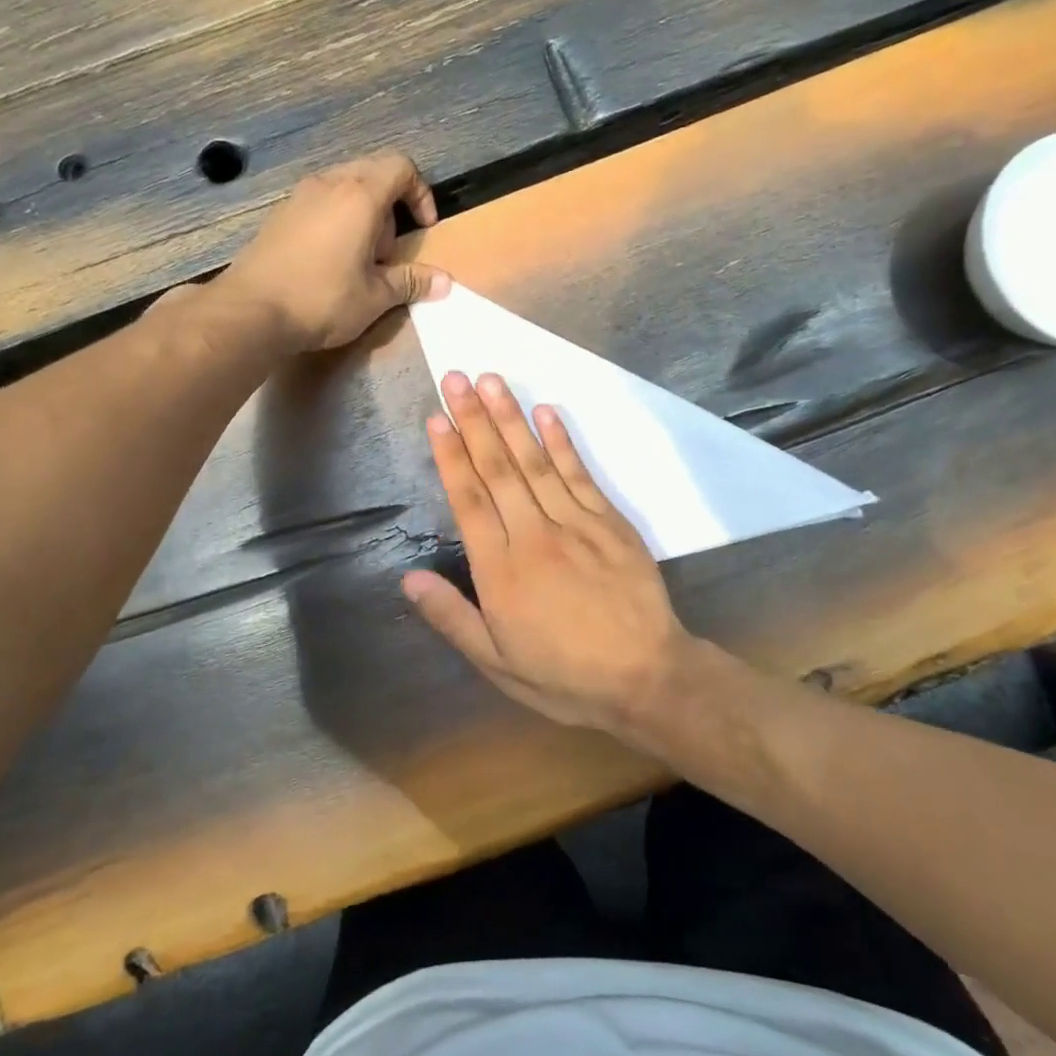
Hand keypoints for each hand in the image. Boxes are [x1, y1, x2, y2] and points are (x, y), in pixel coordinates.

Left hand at [223, 151, 449, 351]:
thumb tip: (445, 282)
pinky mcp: (279, 215)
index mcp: (360, 196)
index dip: (421, 193)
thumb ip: (411, 282)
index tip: (422, 229)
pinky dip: (336, 221)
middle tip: (387, 253)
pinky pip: (320, 203)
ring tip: (358, 260)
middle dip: (391, 207)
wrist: (251, 311)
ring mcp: (299, 196)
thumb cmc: (322, 300)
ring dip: (362, 215)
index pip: (401, 167)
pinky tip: (328, 262)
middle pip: (373, 173)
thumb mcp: (375, 297)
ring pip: (344, 187)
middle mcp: (329, 184)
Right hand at [402, 371, 701, 737]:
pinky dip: (562, 441)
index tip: (437, 417)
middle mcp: (534, 536)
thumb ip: (452, 618)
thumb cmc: (564, 676)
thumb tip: (408, 578)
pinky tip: (547, 412)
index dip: (451, 456)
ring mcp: (576, 524)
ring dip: (511, 418)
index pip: (469, 501)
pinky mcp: (610, 521)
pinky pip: (580, 474)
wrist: (646, 677)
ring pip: (536, 462)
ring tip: (491, 380)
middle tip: (456, 377)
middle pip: (498, 469)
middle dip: (475, 420)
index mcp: (501, 571)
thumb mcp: (497, 663)